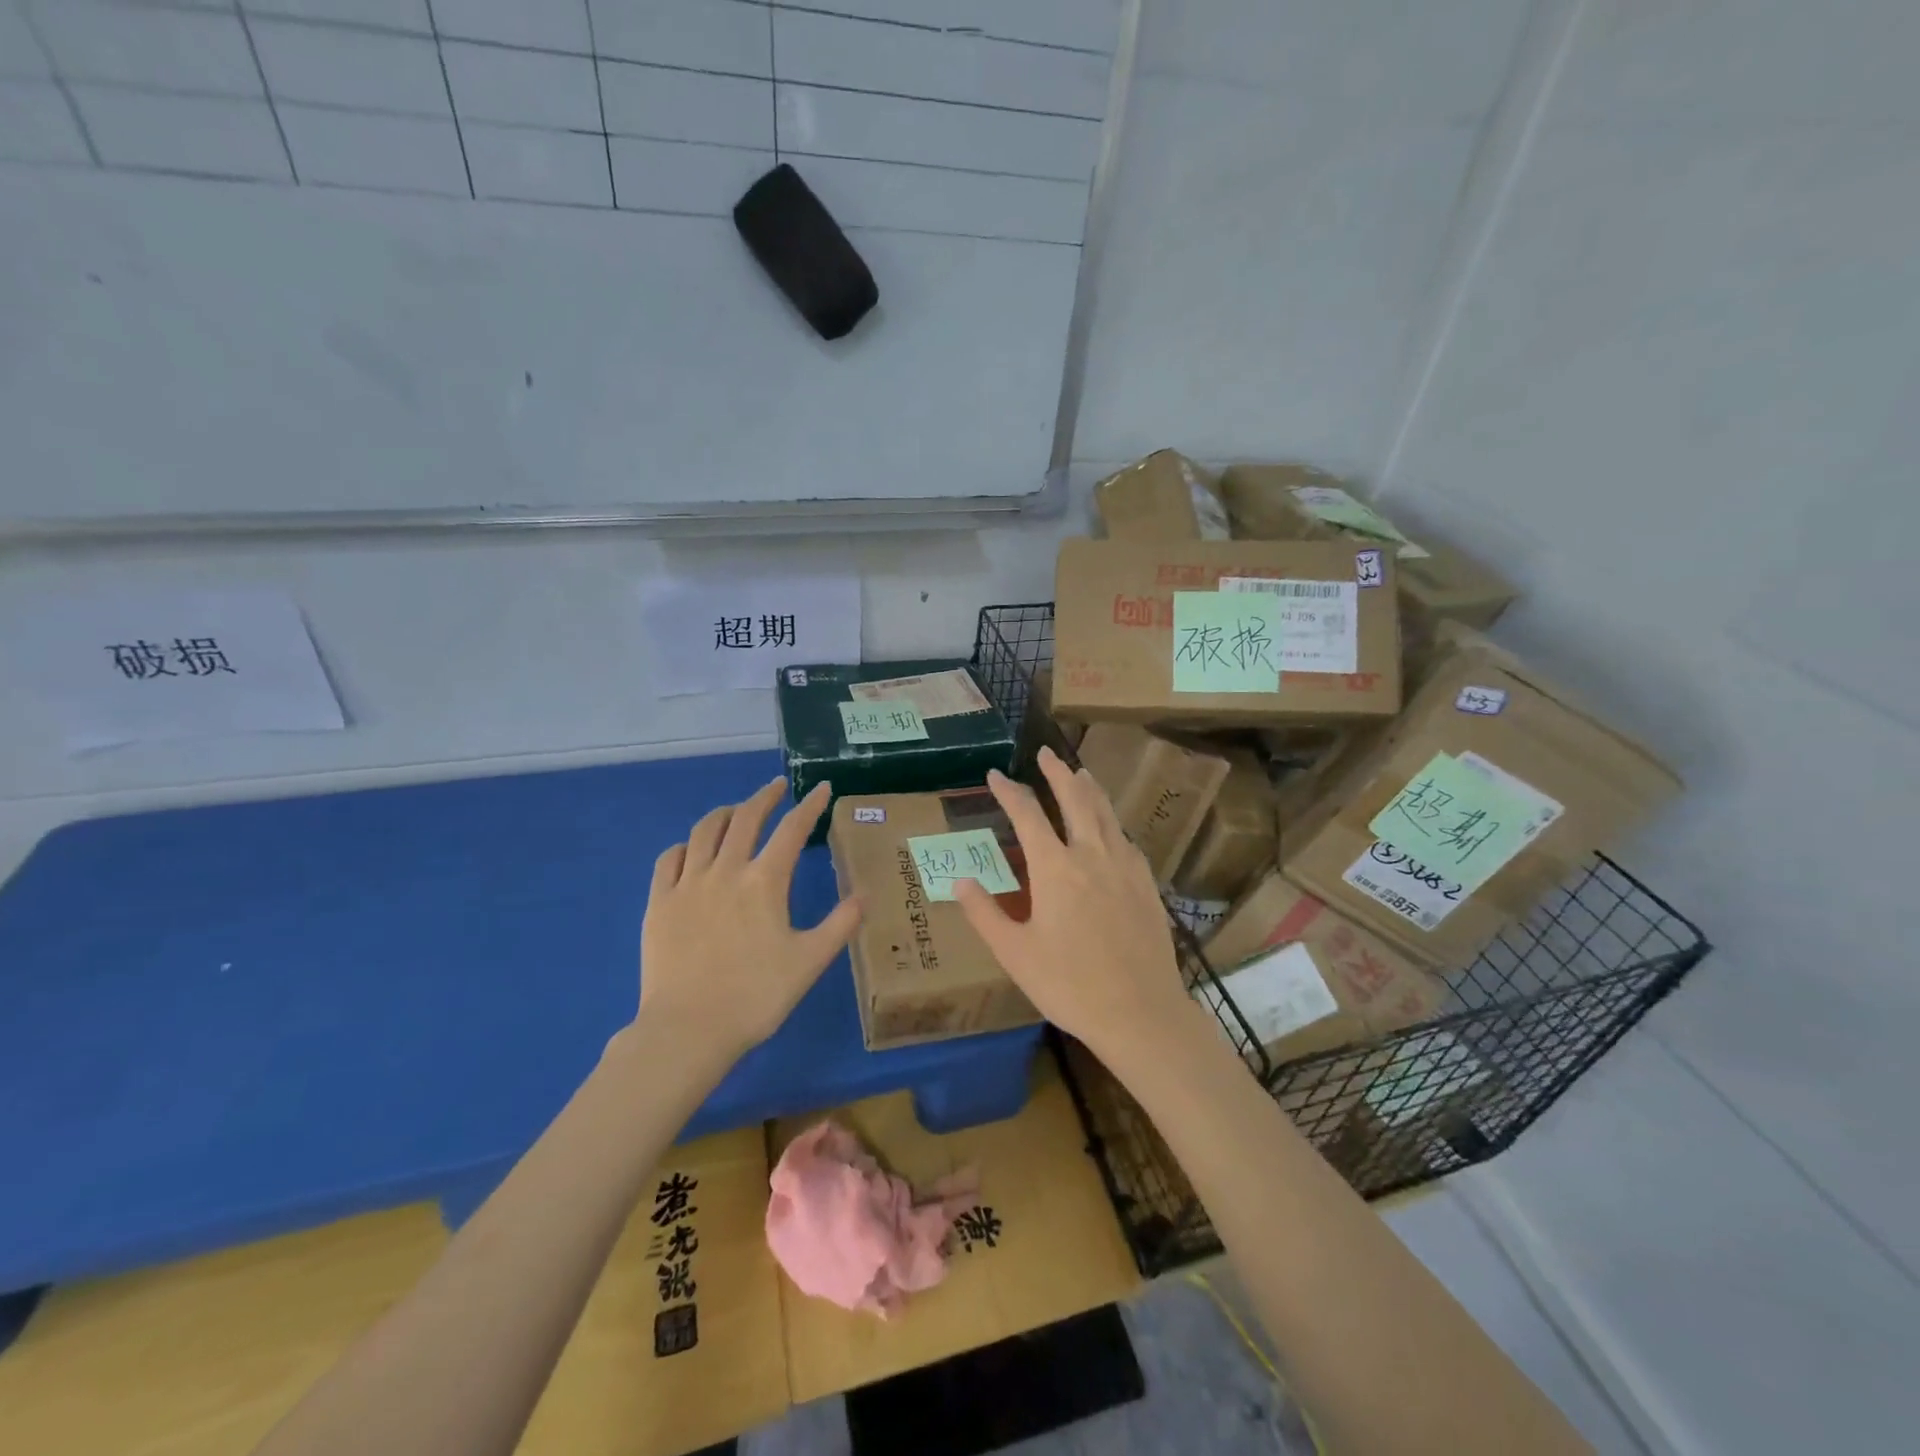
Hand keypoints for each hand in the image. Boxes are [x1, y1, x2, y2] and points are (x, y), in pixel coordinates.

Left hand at [636, 779, 861, 1062]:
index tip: (820, 788)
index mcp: (765, 881)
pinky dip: (686, 845)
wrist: (688, 1029)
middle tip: (777, 788)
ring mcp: (687, 884)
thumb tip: (864, 894)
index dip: (810, 806)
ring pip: (705, 830)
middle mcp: (725, 870)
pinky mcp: (658, 902)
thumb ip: (840, 925)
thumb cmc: (756, 996)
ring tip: (736, 811)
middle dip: (765, 797)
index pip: (792, 829)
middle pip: (746, 817)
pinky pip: (669, 858)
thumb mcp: (810, 961)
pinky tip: (692, 850)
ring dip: (725, 813)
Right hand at [954, 747, 1191, 1058]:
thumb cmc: (1069, 984)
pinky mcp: (1146, 885)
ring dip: (1090, 789)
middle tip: (1046, 754)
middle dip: (1057, 774)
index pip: (1027, 815)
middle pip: (1075, 800)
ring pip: (1106, 814)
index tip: (995, 774)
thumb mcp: (1015, 953)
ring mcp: (1124, 867)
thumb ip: (984, 913)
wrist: (1140, 1012)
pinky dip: (1113, 822)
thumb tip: (960, 880)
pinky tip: (1112, 827)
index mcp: (1055, 868)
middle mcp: (1091, 855)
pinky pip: (1126, 840)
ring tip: (1080, 772)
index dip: (1009, 791)